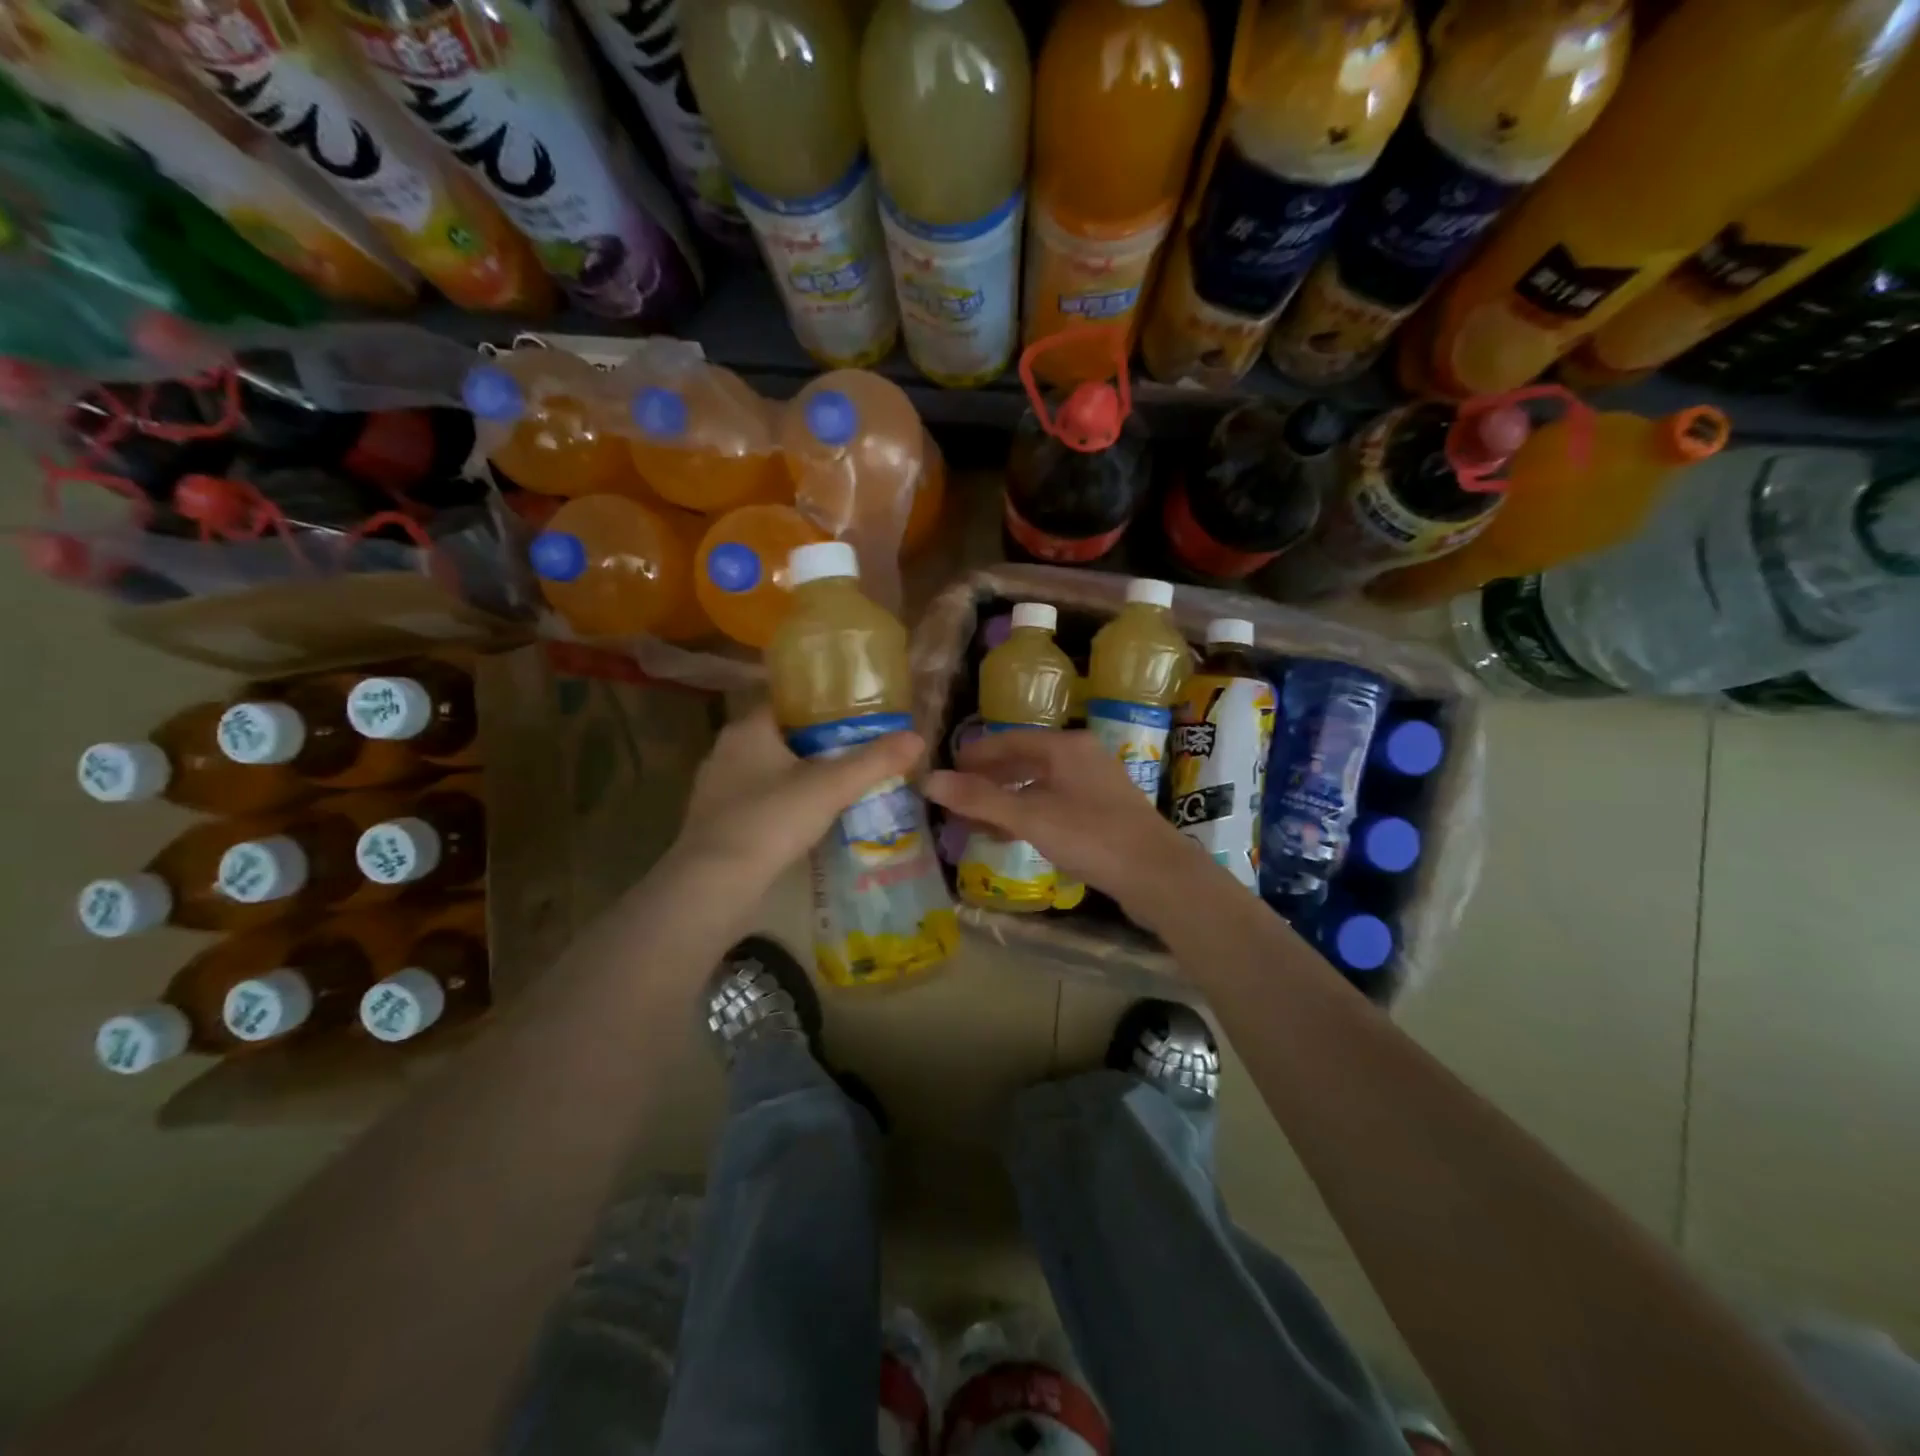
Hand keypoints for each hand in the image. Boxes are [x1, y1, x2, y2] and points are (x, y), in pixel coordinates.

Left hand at [670, 706, 922, 891]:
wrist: (716, 884)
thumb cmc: (771, 820)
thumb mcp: (831, 787)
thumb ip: (874, 761)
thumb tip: (917, 738)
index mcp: (748, 729)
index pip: (787, 703)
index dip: (822, 707)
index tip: (855, 717)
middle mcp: (726, 751)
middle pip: (780, 738)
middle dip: (815, 745)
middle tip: (855, 754)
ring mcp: (716, 789)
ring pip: (767, 771)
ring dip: (797, 777)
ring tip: (837, 788)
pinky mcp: (715, 822)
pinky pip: (756, 801)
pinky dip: (781, 805)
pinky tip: (805, 821)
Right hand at [925, 730, 1196, 915]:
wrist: (1157, 875)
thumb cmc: (1091, 836)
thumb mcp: (1030, 816)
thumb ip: (980, 799)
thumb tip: (929, 781)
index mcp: (1066, 746)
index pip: (1010, 739)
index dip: (976, 754)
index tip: (948, 769)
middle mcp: (1082, 757)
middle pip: (1025, 760)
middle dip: (989, 779)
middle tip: (958, 796)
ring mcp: (1096, 785)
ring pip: (1040, 785)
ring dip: (1007, 800)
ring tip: (978, 819)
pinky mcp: (1104, 812)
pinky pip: (1055, 804)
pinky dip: (1029, 814)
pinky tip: (1014, 835)